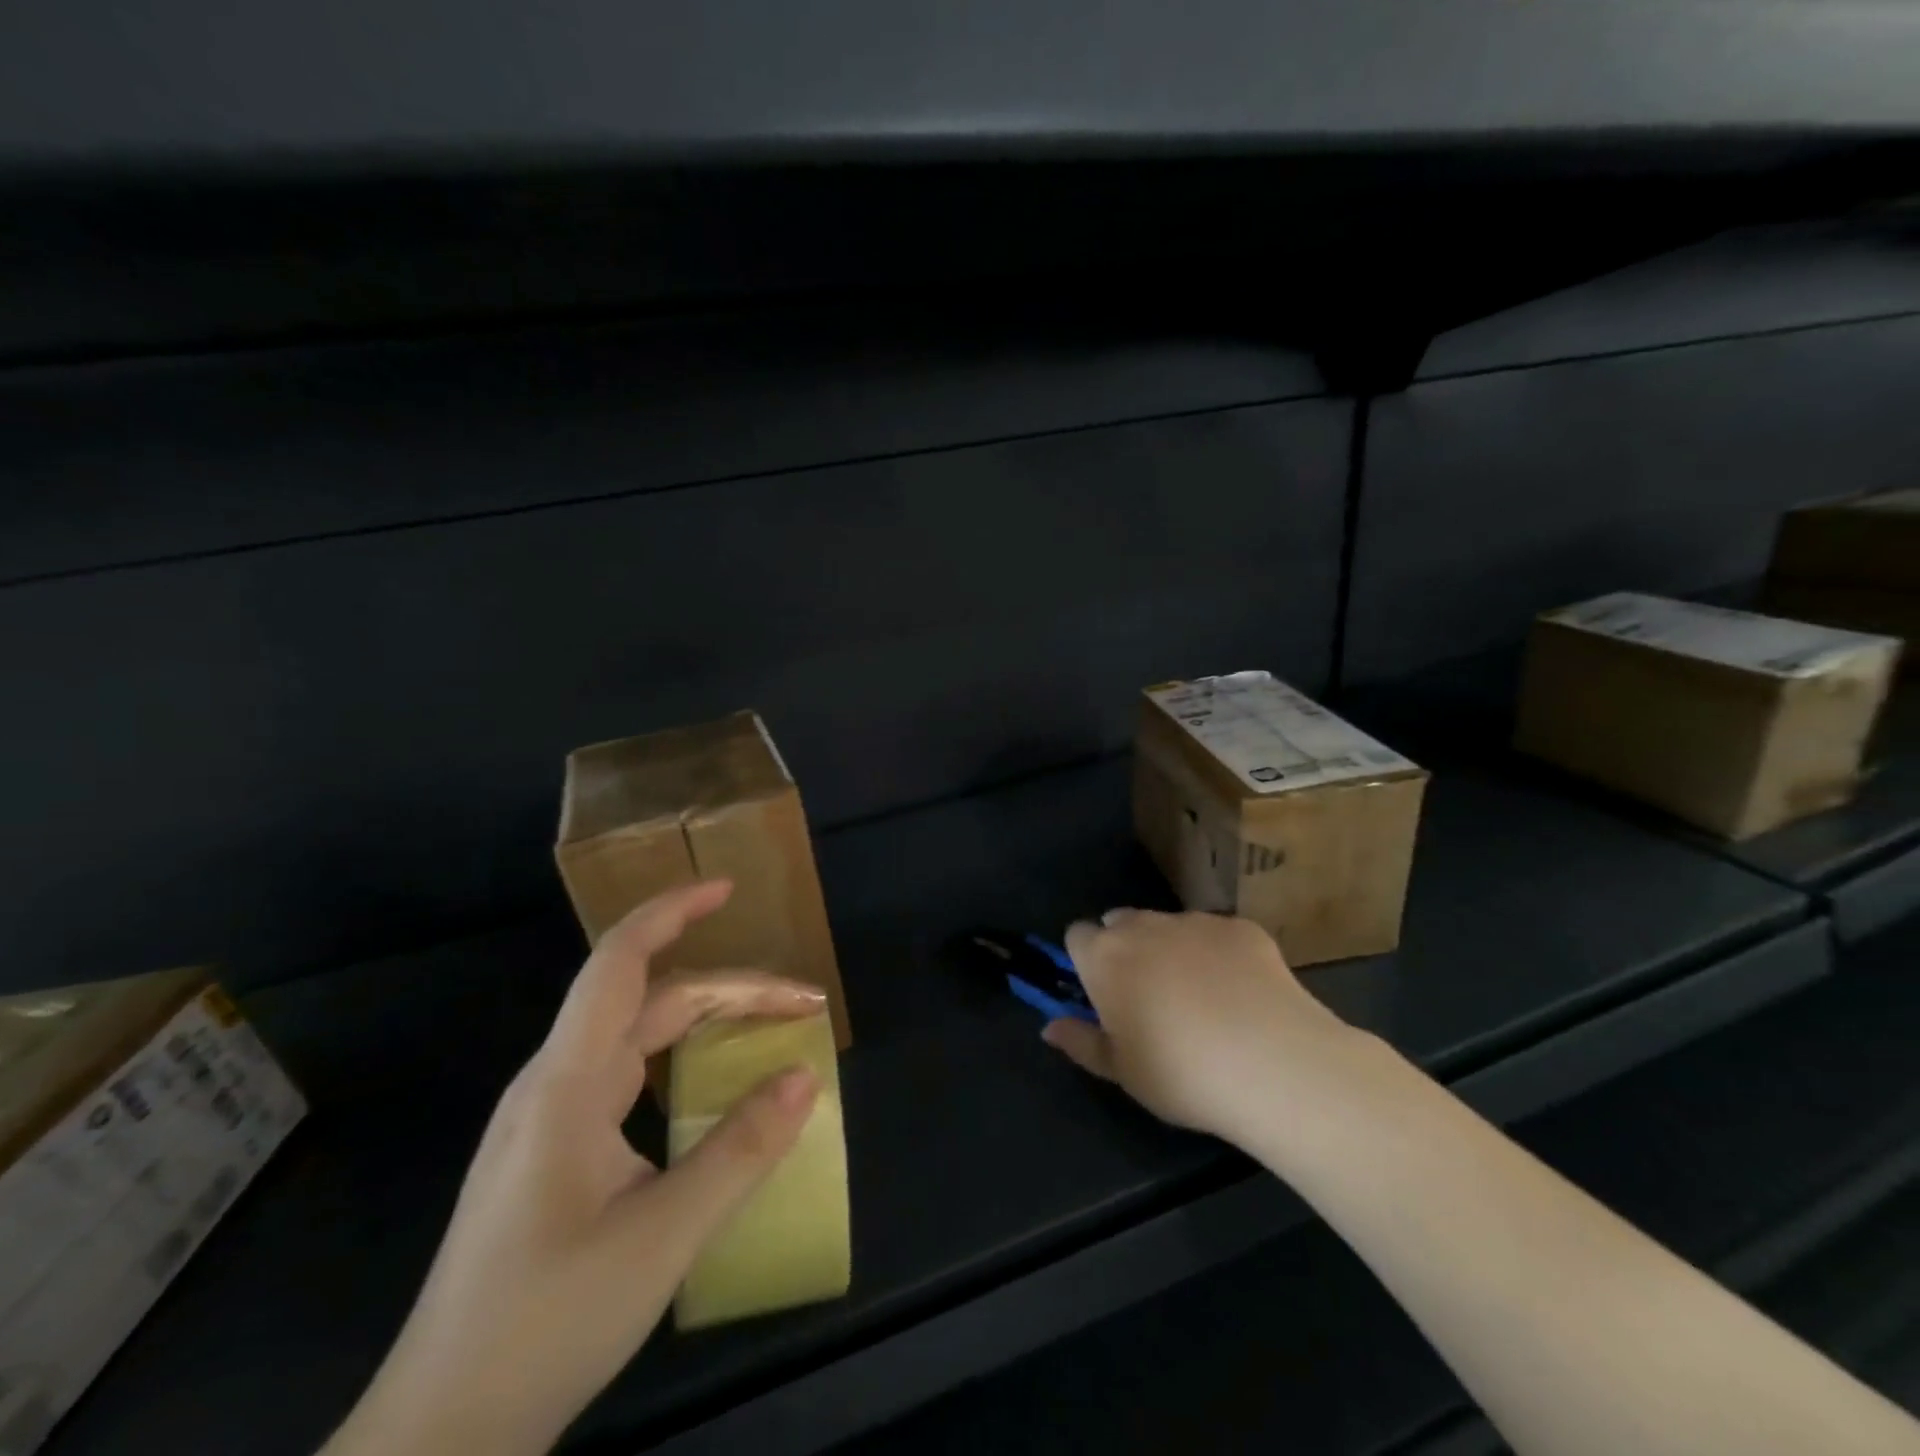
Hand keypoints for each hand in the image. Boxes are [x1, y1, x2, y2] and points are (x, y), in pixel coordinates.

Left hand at [324, 881, 824, 1455]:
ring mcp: (551, 1120)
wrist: (439, 1435)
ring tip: (769, 1031)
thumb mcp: (661, 1237)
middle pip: (651, 1001)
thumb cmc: (544, 1324)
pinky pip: (630, 1077)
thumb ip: (739, 1151)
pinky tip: (712, 1087)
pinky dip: (684, 1060)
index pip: (620, 963)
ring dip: (708, 1022)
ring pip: (641, 1039)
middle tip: (802, 1005)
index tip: (727, 889)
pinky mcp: (556, 1154)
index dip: (672, 911)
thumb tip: (804, 1077)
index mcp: (567, 1083)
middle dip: (731, 990)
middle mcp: (556, 1084)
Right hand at [1044, 909, 1370, 1144]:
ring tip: (1200, 997)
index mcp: (1105, 957)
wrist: (1274, 1063)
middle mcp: (1144, 926)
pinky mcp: (1241, 927)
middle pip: (1121, 922)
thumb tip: (1048, 1027)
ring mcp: (1195, 921)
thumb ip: (1081, 1042)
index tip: (1101, 992)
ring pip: (1169, 925)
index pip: (1077, 935)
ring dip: (1171, 948)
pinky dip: (1219, 954)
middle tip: (1148, 996)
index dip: (1085, 960)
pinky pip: (1217, 933)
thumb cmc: (1181, 1074)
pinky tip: (1242, 993)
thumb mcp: (1122, 1072)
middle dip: (1126, 947)